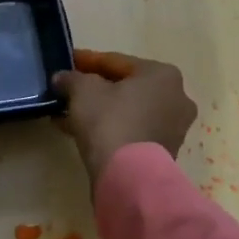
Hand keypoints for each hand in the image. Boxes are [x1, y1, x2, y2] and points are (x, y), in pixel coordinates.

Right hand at [52, 49, 197, 185]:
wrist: (129, 177)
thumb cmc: (110, 121)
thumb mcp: (83, 91)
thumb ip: (71, 78)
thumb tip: (62, 78)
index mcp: (162, 74)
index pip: (117, 62)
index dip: (87, 61)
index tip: (68, 62)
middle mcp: (176, 97)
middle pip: (126, 87)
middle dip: (95, 88)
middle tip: (69, 90)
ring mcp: (174, 127)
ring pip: (128, 111)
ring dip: (100, 110)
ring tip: (68, 113)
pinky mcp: (165, 152)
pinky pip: (132, 131)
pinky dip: (110, 128)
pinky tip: (80, 132)